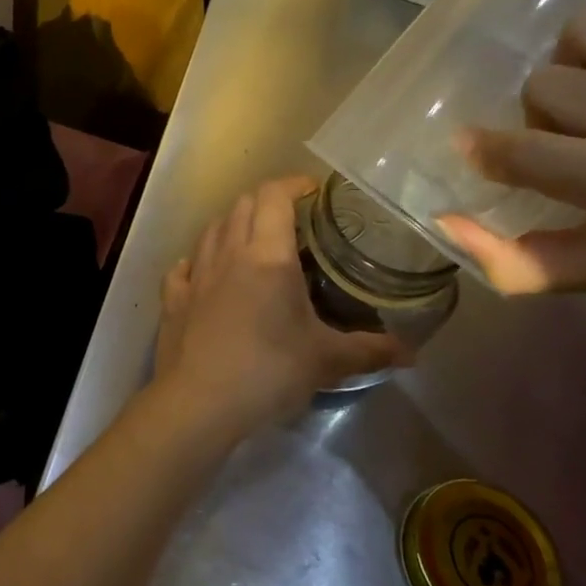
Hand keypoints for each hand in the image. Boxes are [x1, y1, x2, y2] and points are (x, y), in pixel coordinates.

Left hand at [151, 177, 402, 440]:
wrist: (199, 402)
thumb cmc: (268, 371)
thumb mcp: (327, 360)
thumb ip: (370, 350)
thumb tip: (411, 352)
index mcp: (267, 255)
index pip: (274, 196)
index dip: (293, 184)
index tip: (313, 190)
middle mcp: (228, 252)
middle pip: (242, 204)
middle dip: (267, 200)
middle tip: (291, 217)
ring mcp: (196, 273)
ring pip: (212, 228)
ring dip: (233, 224)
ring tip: (253, 240)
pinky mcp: (173, 297)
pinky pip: (184, 266)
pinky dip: (198, 260)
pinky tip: (206, 272)